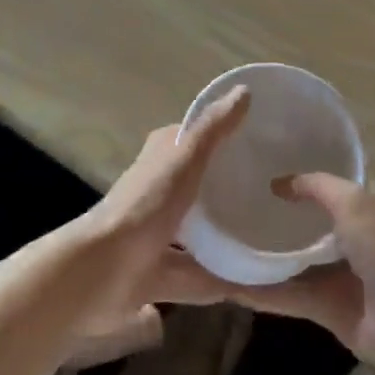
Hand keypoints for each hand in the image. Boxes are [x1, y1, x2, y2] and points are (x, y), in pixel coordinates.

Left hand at [64, 87, 249, 353]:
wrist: (102, 272)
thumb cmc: (145, 206)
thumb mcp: (184, 159)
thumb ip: (213, 129)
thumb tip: (244, 91)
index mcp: (159, 162)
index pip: (191, 141)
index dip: (220, 136)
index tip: (258, 138)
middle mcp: (157, 196)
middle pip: (197, 188)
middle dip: (228, 190)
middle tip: (272, 191)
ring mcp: (157, 239)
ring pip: (199, 236)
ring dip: (228, 240)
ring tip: (273, 240)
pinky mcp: (160, 277)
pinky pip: (200, 278)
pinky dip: (226, 281)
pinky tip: (259, 284)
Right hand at [230, 174, 374, 374]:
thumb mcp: (355, 203)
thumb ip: (318, 188)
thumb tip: (281, 183)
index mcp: (367, 210)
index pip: (330, 189)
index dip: (302, 181)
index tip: (264, 173)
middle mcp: (352, 241)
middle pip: (308, 227)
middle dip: (277, 220)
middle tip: (234, 207)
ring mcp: (338, 276)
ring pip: (293, 263)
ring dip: (263, 258)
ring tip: (222, 246)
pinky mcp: (326, 309)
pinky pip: (288, 296)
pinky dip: (261, 292)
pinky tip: (227, 286)